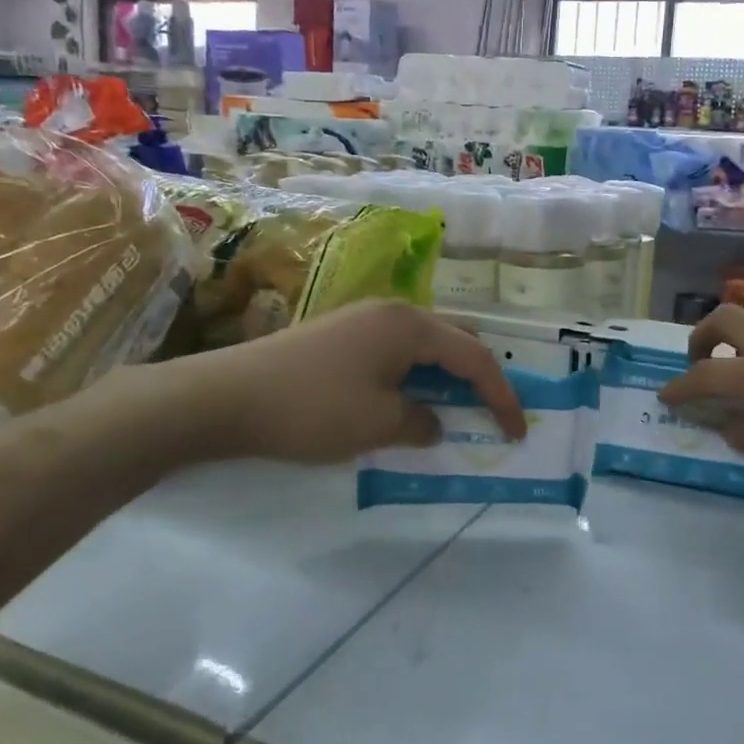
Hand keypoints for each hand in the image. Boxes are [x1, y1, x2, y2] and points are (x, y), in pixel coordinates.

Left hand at [121, 301, 525, 467]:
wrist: (226, 397)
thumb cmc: (313, 408)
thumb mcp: (378, 424)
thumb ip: (421, 421)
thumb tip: (433, 421)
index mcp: (410, 325)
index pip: (475, 356)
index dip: (501, 395)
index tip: (518, 431)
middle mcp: (392, 311)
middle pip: (454, 340)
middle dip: (479, 376)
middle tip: (491, 413)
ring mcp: (363, 319)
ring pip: (424, 345)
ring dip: (445, 375)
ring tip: (455, 408)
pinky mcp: (340, 334)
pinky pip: (396, 351)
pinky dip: (415, 375)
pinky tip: (408, 399)